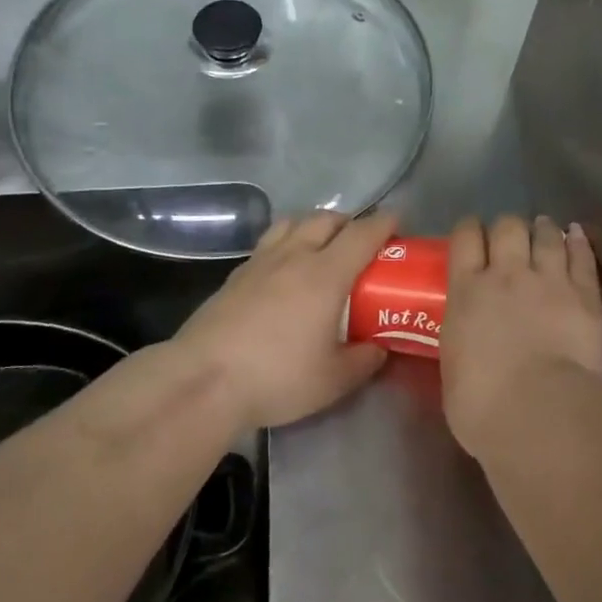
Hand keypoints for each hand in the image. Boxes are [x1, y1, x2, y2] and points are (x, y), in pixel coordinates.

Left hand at [177, 211, 394, 430]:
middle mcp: (295, 256)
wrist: (202, 381)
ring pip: (293, 223)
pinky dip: (286, 242)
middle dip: (350, 222)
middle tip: (360, 241)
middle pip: (327, 219)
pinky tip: (283, 269)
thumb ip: (363, 361)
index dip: (384, 223)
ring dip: (314, 225)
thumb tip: (379, 349)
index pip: (362, 234)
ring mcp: (261, 262)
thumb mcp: (333, 381)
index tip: (398, 223)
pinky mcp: (235, 275)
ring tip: (321, 246)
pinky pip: (269, 242)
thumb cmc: (276, 377)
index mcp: (326, 274)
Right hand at [442, 215, 601, 458]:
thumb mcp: (453, 370)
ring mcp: (549, 280)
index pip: (464, 238)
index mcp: (467, 292)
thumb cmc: (484, 407)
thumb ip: (462, 340)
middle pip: (507, 226)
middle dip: (508, 227)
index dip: (469, 229)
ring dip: (543, 229)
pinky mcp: (586, 294)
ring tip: (544, 229)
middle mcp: (507, 274)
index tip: (472, 234)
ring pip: (546, 235)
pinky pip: (582, 256)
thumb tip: (468, 339)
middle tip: (511, 239)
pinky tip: (577, 235)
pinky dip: (579, 242)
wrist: (542, 413)